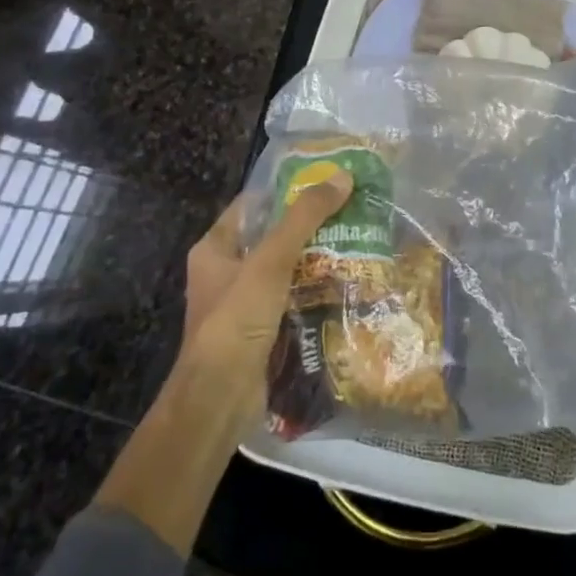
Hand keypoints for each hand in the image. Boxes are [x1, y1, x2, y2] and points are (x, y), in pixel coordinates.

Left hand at [175, 167, 354, 424]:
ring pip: (286, 270)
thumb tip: (342, 176)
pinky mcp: (263, 330)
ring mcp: (245, 304)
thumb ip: (304, 218)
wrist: (220, 398)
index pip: (253, 205)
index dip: (286, 189)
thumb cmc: (236, 319)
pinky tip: (349, 284)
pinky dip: (316, 291)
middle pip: (273, 237)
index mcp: (216, 248)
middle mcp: (227, 271)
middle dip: (310, 225)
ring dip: (317, 259)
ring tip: (359, 241)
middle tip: (352, 210)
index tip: (325, 178)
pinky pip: (293, 300)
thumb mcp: (271, 260)